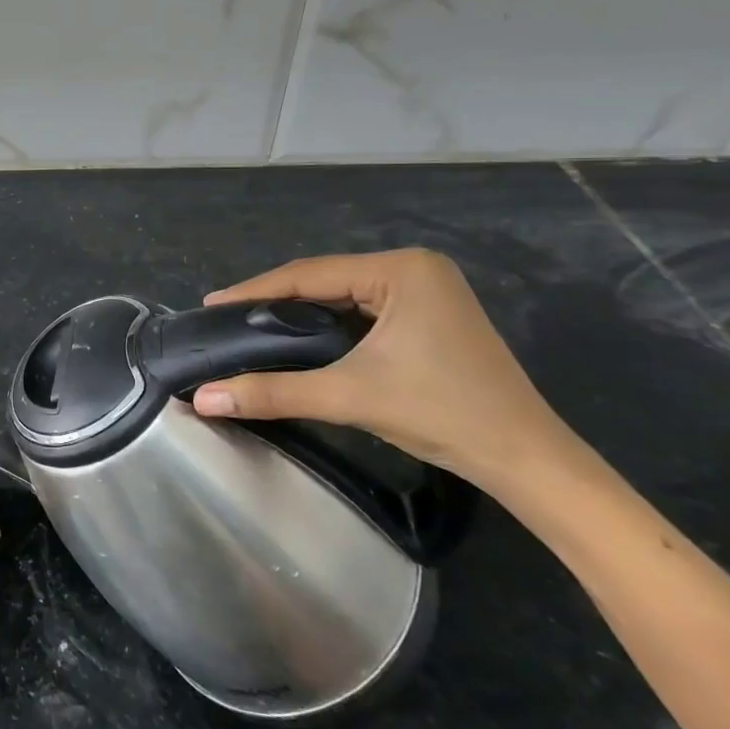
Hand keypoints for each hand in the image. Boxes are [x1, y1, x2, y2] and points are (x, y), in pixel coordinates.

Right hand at [191, 249, 576, 490]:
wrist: (526, 460)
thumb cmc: (441, 413)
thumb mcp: (349, 395)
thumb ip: (272, 391)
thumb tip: (203, 398)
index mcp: (401, 269)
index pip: (309, 274)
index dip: (255, 290)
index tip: (212, 304)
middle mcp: (414, 268)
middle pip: (325, 281)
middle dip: (275, 301)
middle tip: (228, 319)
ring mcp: (428, 291)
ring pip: (344, 296)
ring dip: (301, 313)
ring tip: (253, 327)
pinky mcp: (431, 316)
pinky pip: (364, 311)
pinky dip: (330, 325)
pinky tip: (302, 338)